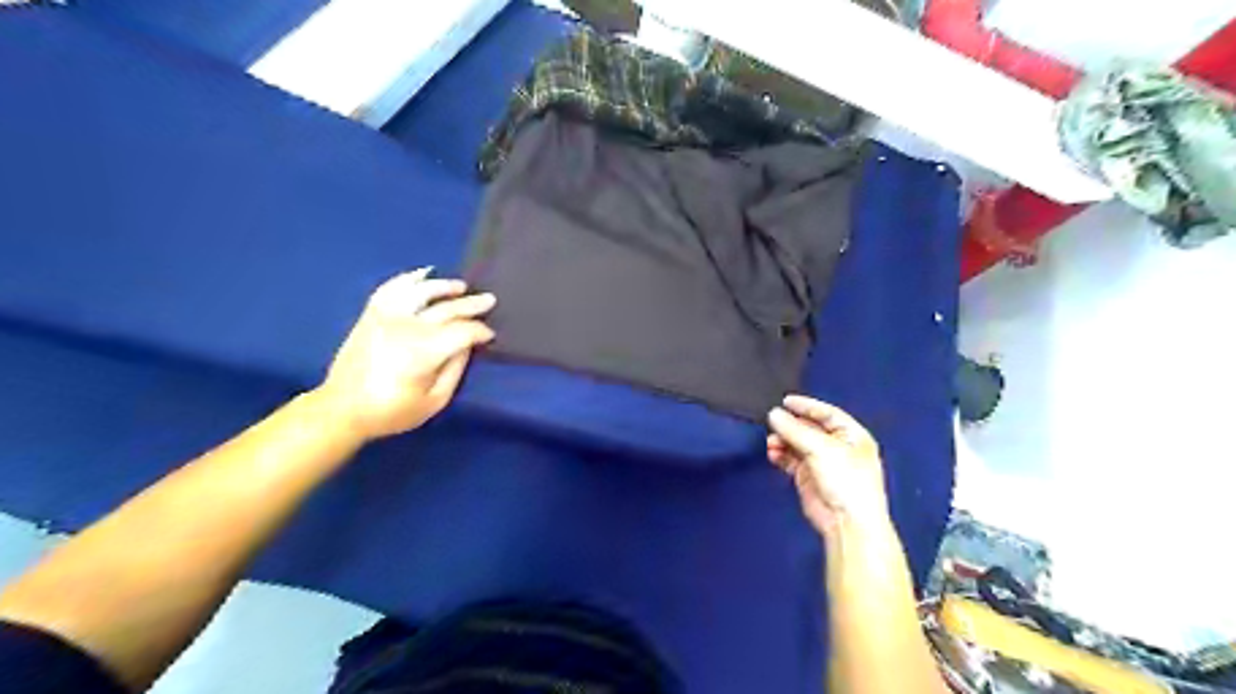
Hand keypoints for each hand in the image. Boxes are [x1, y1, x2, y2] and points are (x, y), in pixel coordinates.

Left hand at [314, 269, 494, 440]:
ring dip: (443, 286)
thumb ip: (455, 370)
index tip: (490, 335)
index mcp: (423, 352)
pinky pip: (392, 288)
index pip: (462, 332)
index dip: (480, 331)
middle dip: (471, 305)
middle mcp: (405, 328)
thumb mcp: (434, 401)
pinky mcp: (371, 315)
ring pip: (420, 291)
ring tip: (461, 286)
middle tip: (489, 299)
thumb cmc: (392, 411)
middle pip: (446, 309)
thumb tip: (468, 345)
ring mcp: (386, 317)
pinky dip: (409, 278)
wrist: (341, 409)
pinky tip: (424, 274)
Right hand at [763, 396, 888, 535]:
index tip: (784, 401)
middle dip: (791, 425)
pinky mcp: (808, 477)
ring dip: (783, 440)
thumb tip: (773, 414)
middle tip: (772, 423)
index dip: (806, 406)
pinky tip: (772, 453)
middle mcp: (838, 446)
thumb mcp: (821, 448)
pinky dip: (781, 455)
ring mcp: (822, 462)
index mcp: (852, 435)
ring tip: (771, 442)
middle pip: (809, 428)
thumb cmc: (845, 479)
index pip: (827, 413)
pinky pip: (791, 460)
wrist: (847, 522)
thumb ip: (795, 430)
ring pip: (798, 444)